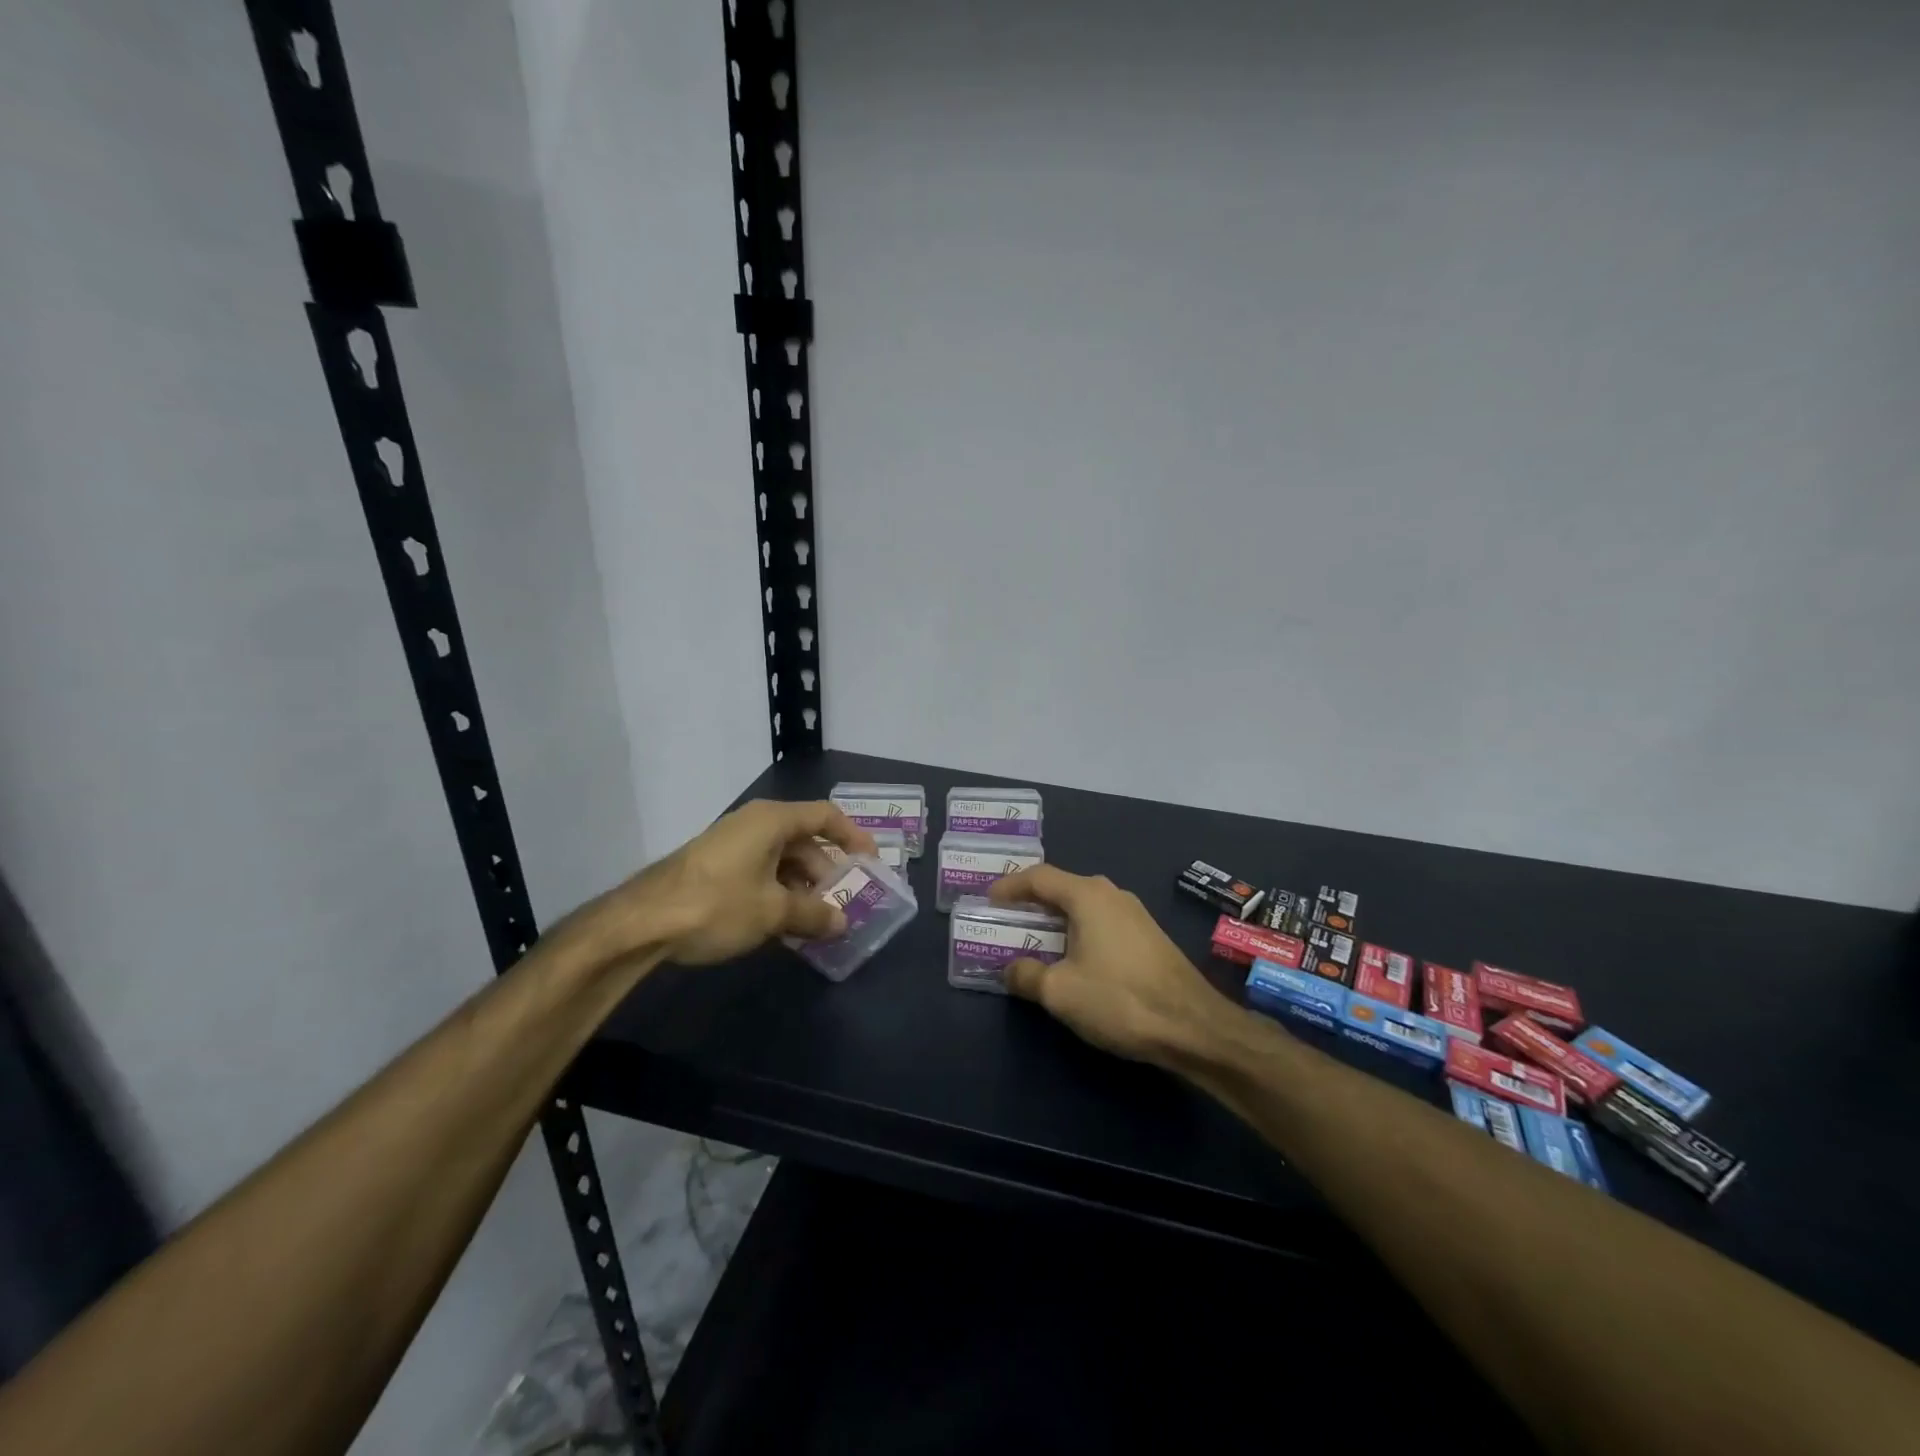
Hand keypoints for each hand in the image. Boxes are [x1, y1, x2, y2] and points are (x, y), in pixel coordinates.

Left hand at [578, 800, 874, 967]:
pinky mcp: (715, 866)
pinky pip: (760, 871)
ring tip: (817, 921)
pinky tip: (783, 924)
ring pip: (782, 859)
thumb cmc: (717, 905)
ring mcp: (732, 844)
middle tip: (845, 902)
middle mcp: (754, 823)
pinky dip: (778, 892)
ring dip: (803, 887)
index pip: (826, 816)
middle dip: (827, 872)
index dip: (853, 837)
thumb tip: (842, 923)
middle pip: (805, 840)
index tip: (871, 863)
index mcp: (772, 820)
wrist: (641, 923)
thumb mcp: (773, 912)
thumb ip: (813, 914)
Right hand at [988, 865, 1240, 1066]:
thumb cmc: (1119, 999)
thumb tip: (1009, 969)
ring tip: (1032, 941)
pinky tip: (1070, 959)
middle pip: (1061, 888)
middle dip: (1030, 904)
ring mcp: (1134, 914)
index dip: (1009, 886)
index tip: (987, 900)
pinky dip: (1077, 933)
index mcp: (1087, 895)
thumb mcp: (1060, 991)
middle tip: (1004, 920)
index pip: (1038, 877)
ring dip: (1054, 922)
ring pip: (1082, 908)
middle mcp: (1111, 894)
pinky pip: (1100, 923)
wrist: (1193, 1026)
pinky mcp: (1147, 936)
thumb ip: (1026, 975)